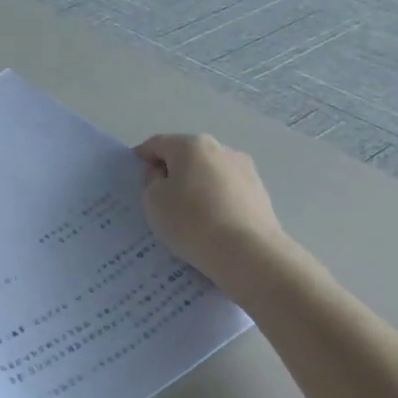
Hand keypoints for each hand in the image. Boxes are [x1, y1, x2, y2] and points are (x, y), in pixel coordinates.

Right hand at [135, 134, 290, 284]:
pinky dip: (215, 201)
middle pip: (187, 156)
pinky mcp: (260, 193)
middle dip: (172, 172)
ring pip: (210, 174)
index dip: (142, 158)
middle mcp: (221, 149)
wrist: (248, 253)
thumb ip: (151, 181)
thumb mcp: (153, 201)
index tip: (136, 177)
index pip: (158, 144)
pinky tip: (211, 224)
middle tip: (161, 199)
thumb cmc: (191, 221)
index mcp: (192, 145)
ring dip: (196, 186)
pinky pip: (227, 192)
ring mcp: (246, 170)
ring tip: (189, 216)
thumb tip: (164, 175)